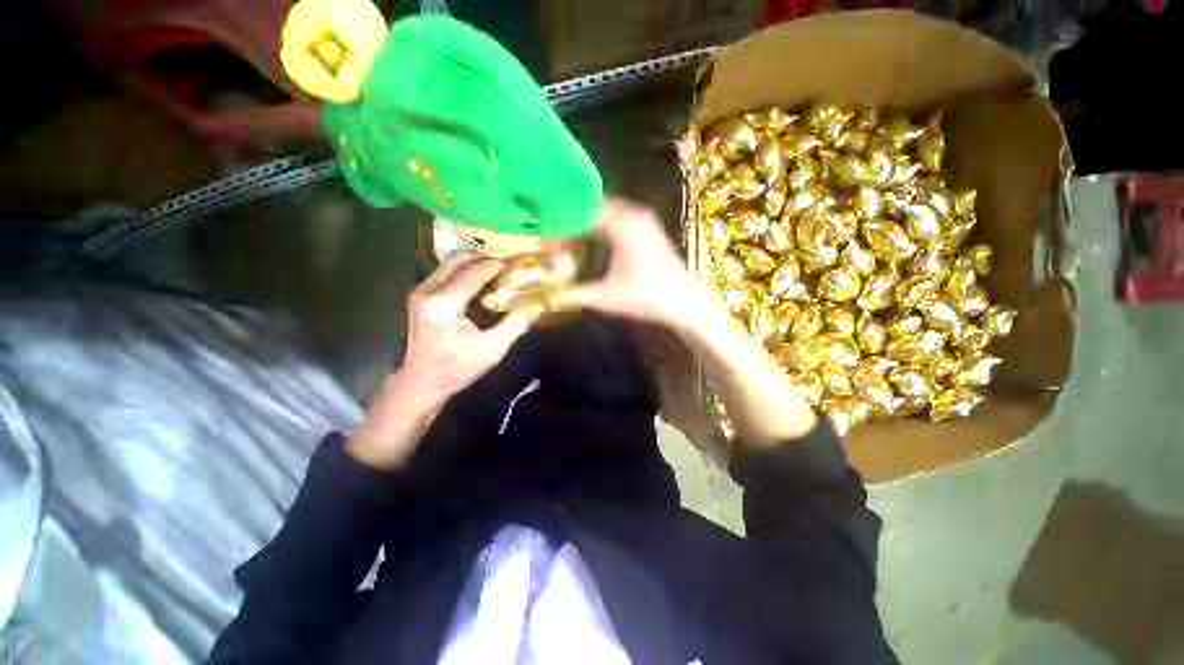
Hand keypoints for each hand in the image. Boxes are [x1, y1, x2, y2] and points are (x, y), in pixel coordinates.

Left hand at [347, 252, 537, 468]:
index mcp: (444, 304)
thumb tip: (538, 304)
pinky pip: (447, 271)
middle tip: (512, 264)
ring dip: (478, 262)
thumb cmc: (457, 369)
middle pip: (461, 258)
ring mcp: (421, 290)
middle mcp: (428, 290)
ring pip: (452, 262)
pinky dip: (468, 270)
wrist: (421, 383)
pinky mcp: (421, 294)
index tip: (522, 261)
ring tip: (502, 270)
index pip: (476, 271)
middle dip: (488, 257)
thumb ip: (516, 324)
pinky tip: (485, 281)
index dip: (500, 264)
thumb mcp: (493, 350)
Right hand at [555, 198, 712, 331]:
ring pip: (606, 209)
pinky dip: (602, 222)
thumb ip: (574, 294)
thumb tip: (547, 294)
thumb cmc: (647, 298)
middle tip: (551, 227)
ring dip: (587, 217)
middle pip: (593, 205)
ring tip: (566, 230)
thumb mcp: (607, 298)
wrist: (684, 301)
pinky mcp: (647, 226)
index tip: (543, 225)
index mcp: (622, 226)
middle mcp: (633, 214)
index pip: (583, 210)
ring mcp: (642, 218)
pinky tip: (590, 235)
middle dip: (573, 215)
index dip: (562, 216)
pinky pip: (618, 215)